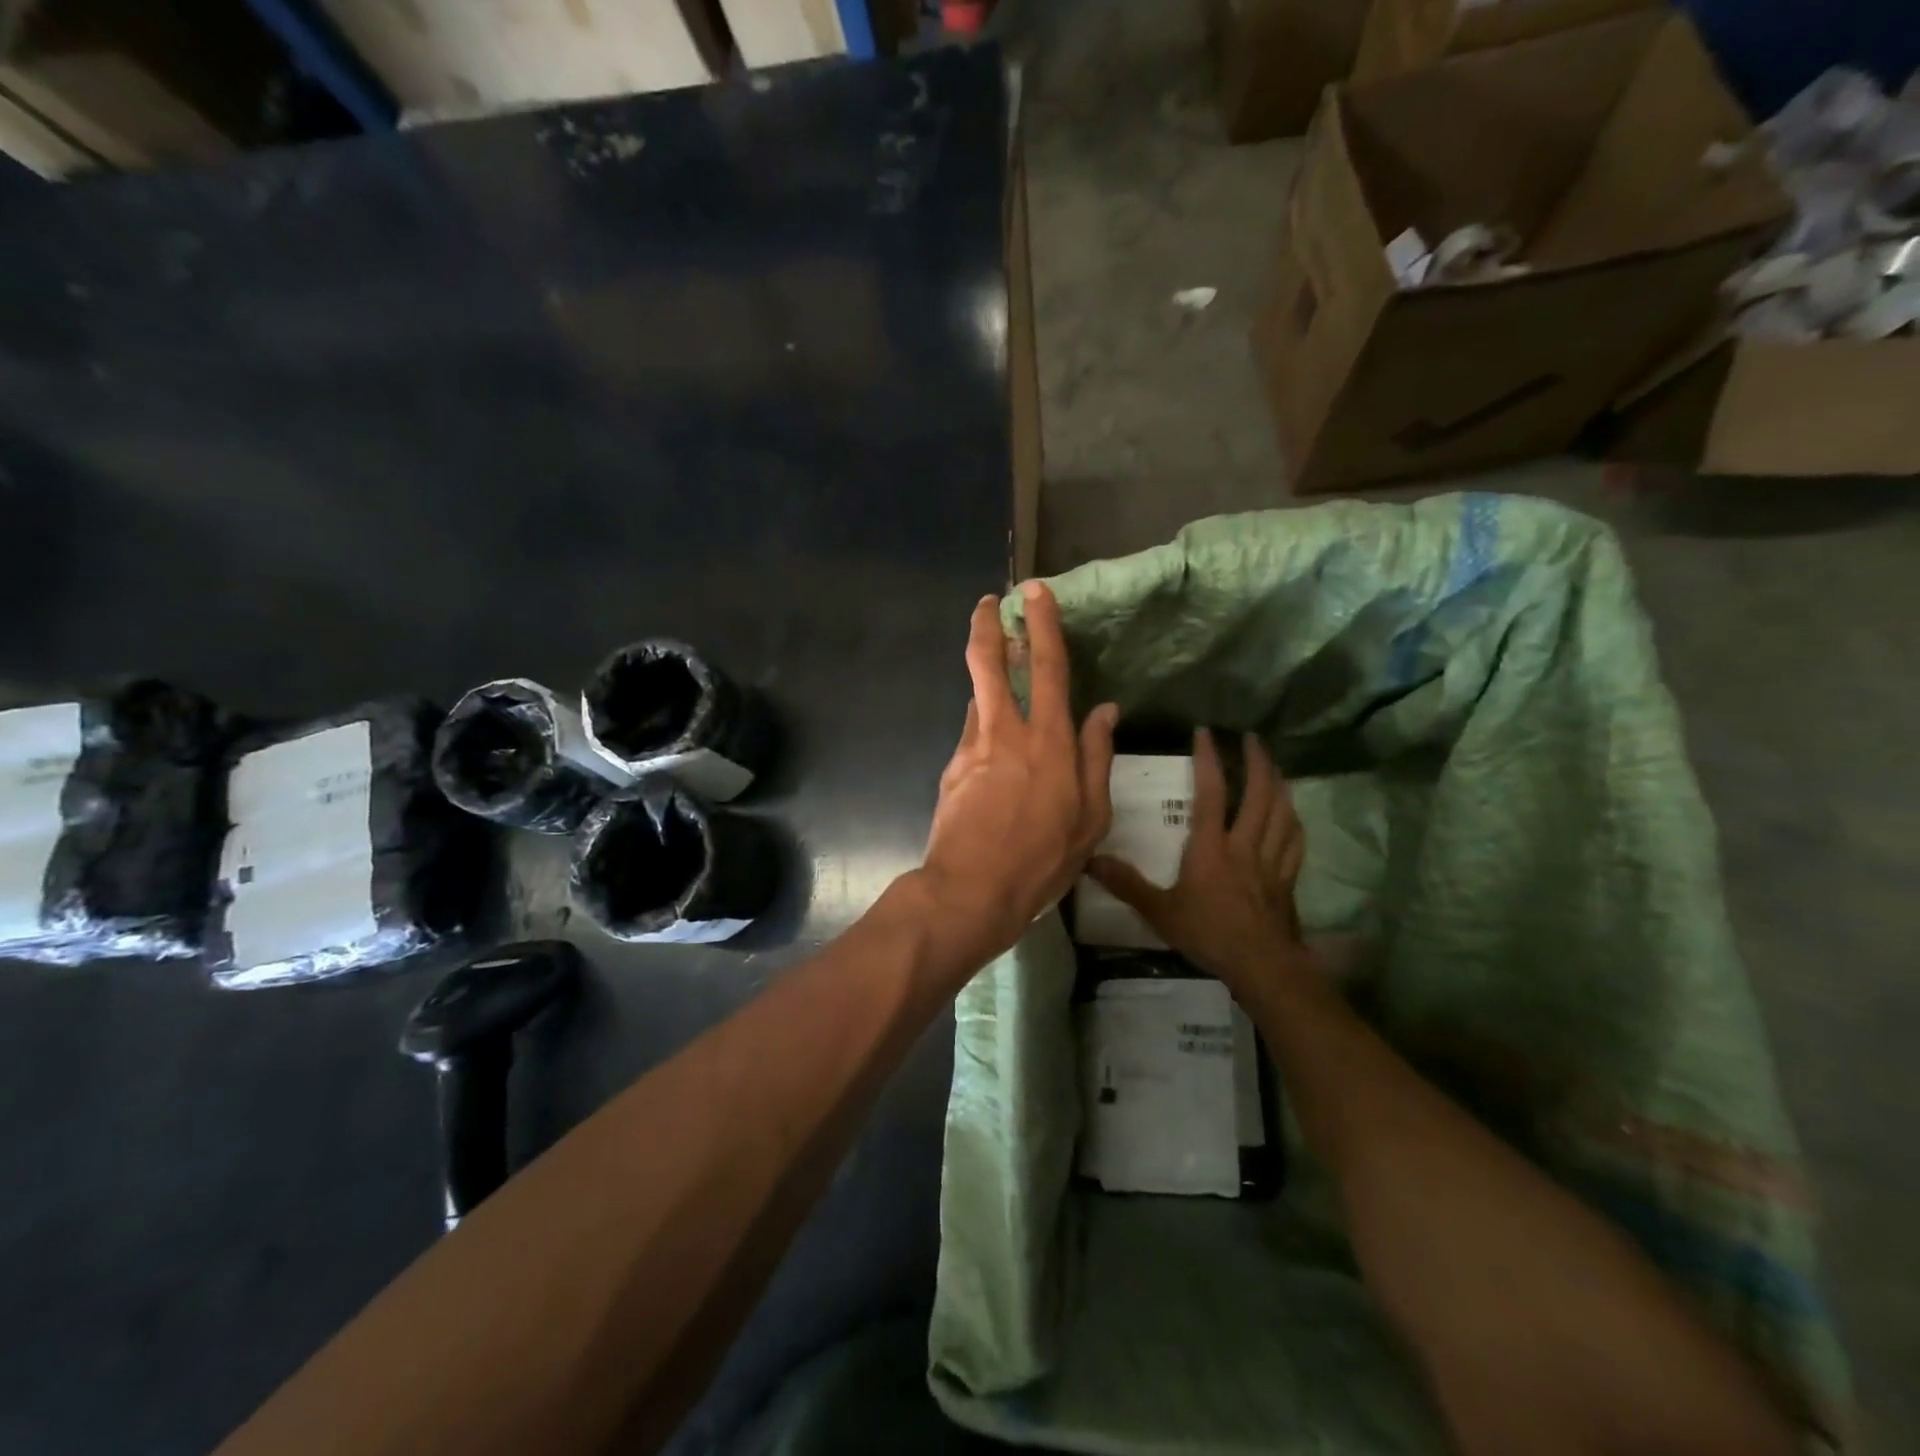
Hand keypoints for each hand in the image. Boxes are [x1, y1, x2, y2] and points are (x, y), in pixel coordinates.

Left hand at [914, 581, 1117, 974]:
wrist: (970, 891)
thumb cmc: (1042, 860)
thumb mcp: (1090, 818)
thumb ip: (1097, 758)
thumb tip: (1104, 711)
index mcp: (1049, 742)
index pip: (1046, 668)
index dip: (1042, 625)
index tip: (1034, 591)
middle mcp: (1006, 733)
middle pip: (989, 663)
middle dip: (987, 625)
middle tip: (987, 602)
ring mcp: (972, 748)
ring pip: (979, 696)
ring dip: (987, 676)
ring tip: (1001, 674)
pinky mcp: (952, 768)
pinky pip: (974, 734)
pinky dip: (986, 726)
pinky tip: (996, 750)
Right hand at [1088, 727, 1306, 994]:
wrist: (1260, 965)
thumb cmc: (1208, 933)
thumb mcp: (1159, 911)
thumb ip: (1127, 884)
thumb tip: (1090, 860)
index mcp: (1212, 847)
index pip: (1212, 792)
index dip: (1209, 760)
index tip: (1206, 733)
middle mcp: (1244, 844)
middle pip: (1258, 793)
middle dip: (1257, 761)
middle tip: (1252, 739)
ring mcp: (1271, 860)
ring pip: (1281, 812)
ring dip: (1279, 784)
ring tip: (1274, 766)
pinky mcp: (1287, 878)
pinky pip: (1295, 841)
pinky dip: (1293, 821)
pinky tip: (1292, 814)